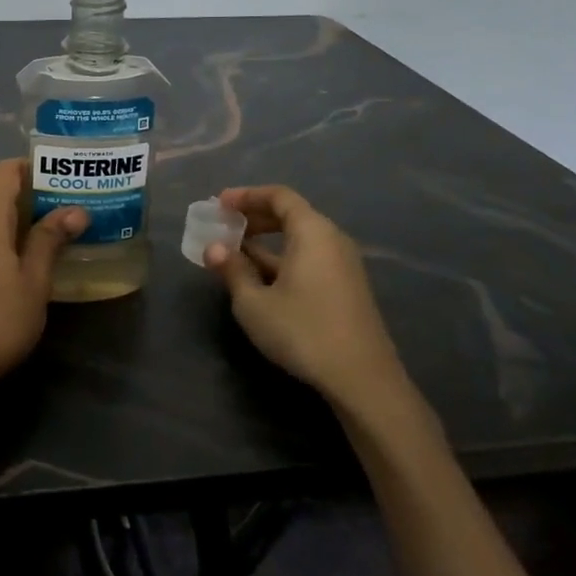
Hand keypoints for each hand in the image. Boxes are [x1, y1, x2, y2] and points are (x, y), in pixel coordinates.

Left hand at [0, 160, 86, 394]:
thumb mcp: (33, 280)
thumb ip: (49, 241)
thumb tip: (75, 209)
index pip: (6, 173)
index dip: (33, 164)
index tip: (66, 170)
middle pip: (4, 196)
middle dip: (41, 194)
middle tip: (79, 200)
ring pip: (1, 222)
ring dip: (31, 221)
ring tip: (68, 228)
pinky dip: (18, 241)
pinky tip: (42, 259)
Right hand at [204, 185, 408, 412]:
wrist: (362, 379)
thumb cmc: (303, 331)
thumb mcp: (254, 302)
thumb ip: (233, 270)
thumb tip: (214, 248)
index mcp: (312, 232)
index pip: (279, 196)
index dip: (247, 196)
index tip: (220, 204)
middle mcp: (332, 240)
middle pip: (291, 215)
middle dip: (255, 217)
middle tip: (225, 226)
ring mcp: (343, 266)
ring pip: (300, 240)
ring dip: (266, 242)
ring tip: (235, 254)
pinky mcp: (346, 289)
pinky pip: (309, 258)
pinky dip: (282, 259)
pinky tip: (261, 280)